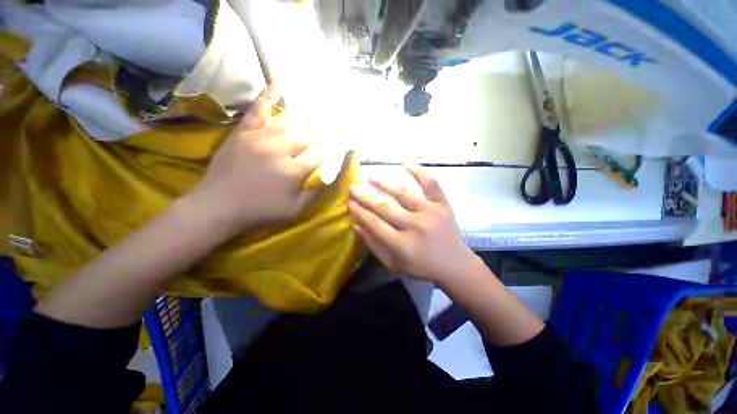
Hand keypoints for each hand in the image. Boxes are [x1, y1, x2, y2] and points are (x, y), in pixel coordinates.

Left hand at [187, 85, 322, 235]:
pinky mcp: (243, 132)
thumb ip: (314, 192)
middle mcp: (278, 150)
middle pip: (307, 137)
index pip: (319, 155)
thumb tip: (328, 175)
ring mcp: (259, 137)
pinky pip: (257, 110)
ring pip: (289, 123)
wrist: (218, 206)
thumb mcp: (294, 210)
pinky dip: (268, 96)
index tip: (336, 150)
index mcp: (291, 171)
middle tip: (328, 136)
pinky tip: (279, 85)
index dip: (329, 152)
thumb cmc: (260, 211)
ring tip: (314, 120)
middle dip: (321, 137)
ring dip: (304, 122)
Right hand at [348, 166, 475, 283]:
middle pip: (385, 207)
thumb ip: (374, 246)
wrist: (454, 264)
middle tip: (353, 187)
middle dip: (365, 196)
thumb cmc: (421, 267)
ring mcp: (431, 213)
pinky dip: (420, 173)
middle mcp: (415, 226)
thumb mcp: (394, 264)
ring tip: (371, 176)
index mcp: (402, 245)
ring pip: (404, 193)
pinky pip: (431, 184)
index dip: (360, 212)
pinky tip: (407, 165)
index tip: (349, 202)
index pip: (375, 223)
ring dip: (385, 183)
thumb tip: (357, 224)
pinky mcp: (443, 205)